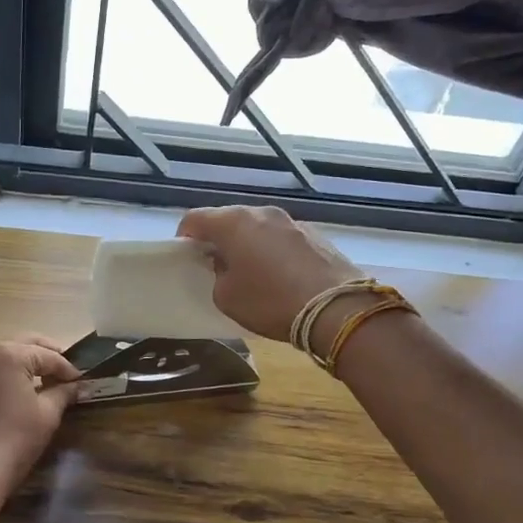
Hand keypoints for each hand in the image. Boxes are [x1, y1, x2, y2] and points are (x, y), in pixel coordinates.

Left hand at [0, 337, 81, 480]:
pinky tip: (27, 389)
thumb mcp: (47, 413)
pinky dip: (14, 372)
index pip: (48, 355)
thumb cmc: (15, 438)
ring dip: (30, 362)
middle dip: (49, 356)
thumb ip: (64, 392)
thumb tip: (79, 385)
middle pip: (26, 344)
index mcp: (10, 354)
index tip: (83, 381)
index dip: (68, 368)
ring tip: (50, 381)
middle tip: (68, 373)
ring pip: (9, 354)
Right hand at [176, 206, 359, 338]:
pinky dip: (274, 250)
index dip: (185, 236)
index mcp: (233, 223)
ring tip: (251, 270)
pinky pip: (282, 238)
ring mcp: (291, 221)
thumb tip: (226, 265)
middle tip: (216, 264)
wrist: (337, 309)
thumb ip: (218, 275)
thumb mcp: (226, 297)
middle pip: (228, 219)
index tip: (187, 255)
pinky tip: (281, 275)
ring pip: (258, 227)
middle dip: (218, 238)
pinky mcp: (316, 234)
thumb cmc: (270, 302)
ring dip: (248, 243)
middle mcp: (261, 213)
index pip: (195, 218)